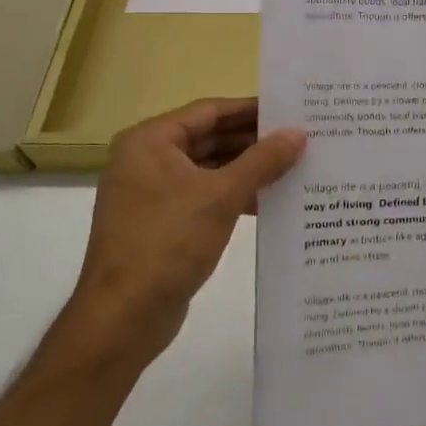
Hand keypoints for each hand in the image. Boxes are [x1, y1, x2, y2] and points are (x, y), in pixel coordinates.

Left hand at [68, 97, 305, 364]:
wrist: (124, 316)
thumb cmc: (168, 242)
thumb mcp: (222, 195)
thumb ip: (262, 161)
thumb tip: (298, 133)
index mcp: (150, 141)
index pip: (209, 111)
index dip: (251, 109)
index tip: (290, 110)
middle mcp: (147, 160)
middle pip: (209, 138)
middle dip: (253, 141)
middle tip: (300, 138)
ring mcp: (152, 194)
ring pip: (210, 169)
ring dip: (248, 169)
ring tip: (295, 166)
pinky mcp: (162, 224)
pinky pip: (205, 196)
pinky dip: (234, 195)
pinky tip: (271, 200)